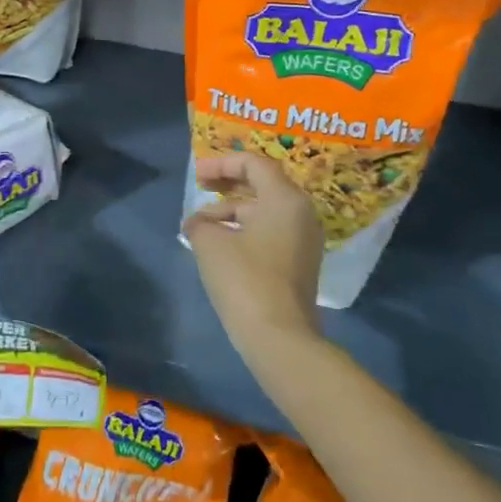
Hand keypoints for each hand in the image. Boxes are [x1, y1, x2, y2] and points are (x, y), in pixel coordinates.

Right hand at [183, 153, 324, 344]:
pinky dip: (244, 231)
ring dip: (231, 212)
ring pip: (264, 212)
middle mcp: (301, 214)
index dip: (222, 164)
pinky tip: (219, 246)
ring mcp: (304, 241)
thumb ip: (200, 223)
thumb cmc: (245, 279)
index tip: (197, 175)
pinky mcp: (299, 264)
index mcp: (285, 199)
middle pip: (262, 185)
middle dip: (228, 184)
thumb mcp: (210, 243)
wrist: (279, 338)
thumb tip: (198, 224)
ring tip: (200, 228)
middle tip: (200, 188)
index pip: (255, 164)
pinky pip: (270, 233)